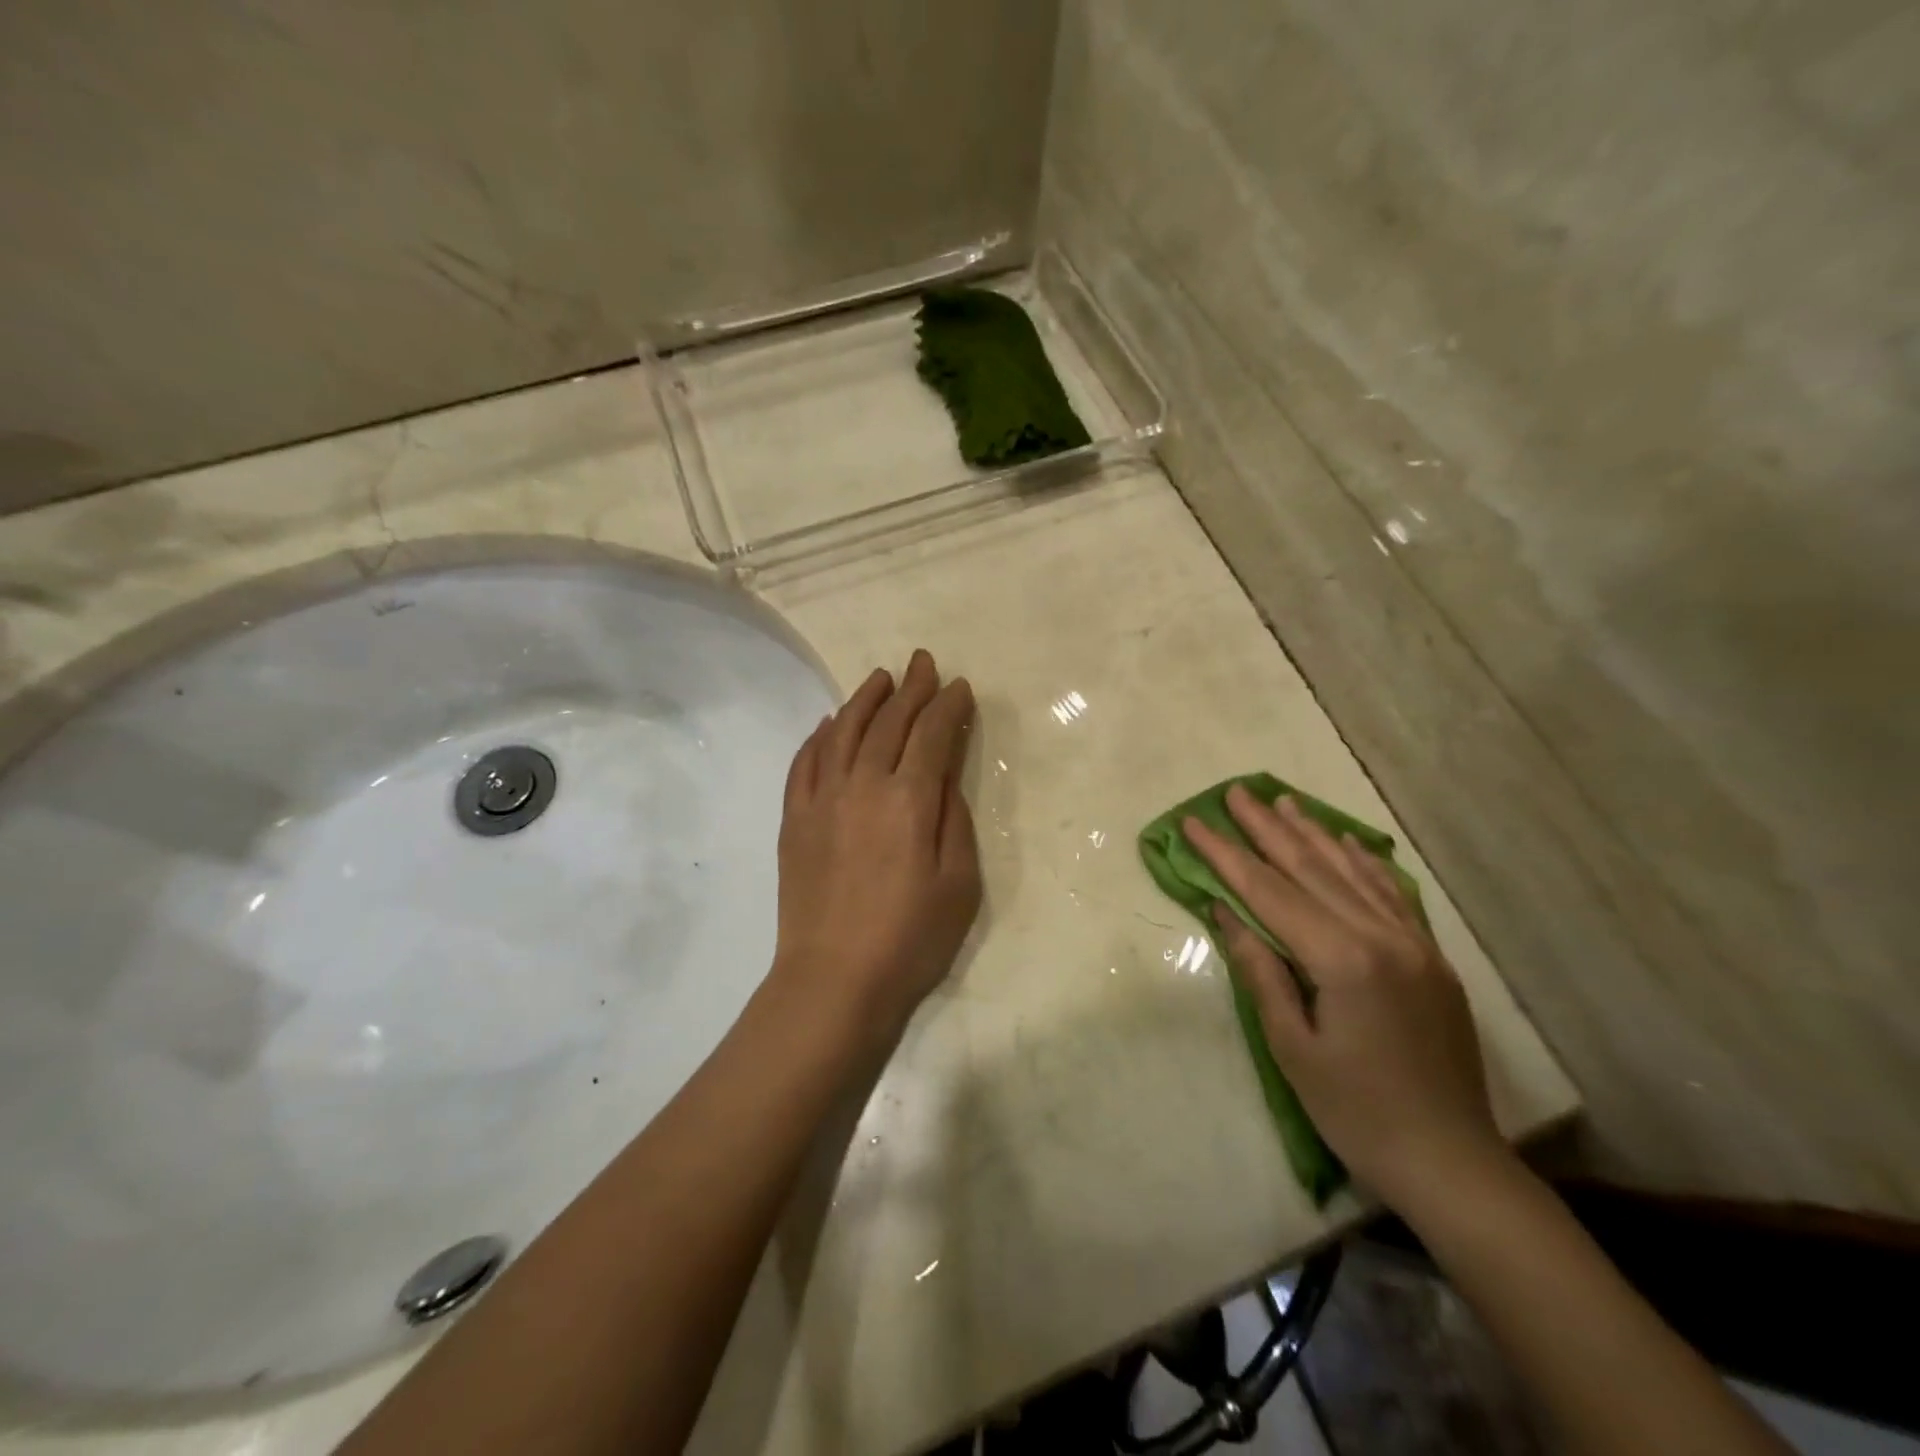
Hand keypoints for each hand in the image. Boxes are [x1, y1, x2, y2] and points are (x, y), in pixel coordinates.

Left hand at [771, 650, 981, 1049]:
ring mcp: (822, 800)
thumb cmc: (910, 939)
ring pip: (843, 732)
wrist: (833, 980)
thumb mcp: (959, 884)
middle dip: (911, 689)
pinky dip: (819, 736)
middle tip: (924, 663)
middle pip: (889, 723)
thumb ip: (954, 820)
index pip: (932, 735)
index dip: (949, 706)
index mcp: (909, 800)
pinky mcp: (794, 819)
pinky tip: (828, 724)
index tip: (960, 686)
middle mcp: (863, 785)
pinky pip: (805, 763)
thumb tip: (944, 775)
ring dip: (864, 700)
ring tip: (880, 678)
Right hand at [1184, 785, 1506, 1212]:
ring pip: (1352, 872)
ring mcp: (1413, 943)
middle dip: (1266, 829)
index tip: (1194, 823)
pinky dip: (1365, 862)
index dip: (1226, 855)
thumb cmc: (1355, 1111)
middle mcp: (1382, 937)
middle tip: (1234, 792)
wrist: (1450, 1162)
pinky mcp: (1431, 957)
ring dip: (1313, 834)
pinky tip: (1348, 841)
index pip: (1269, 892)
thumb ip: (1260, 970)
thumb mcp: (1292, 1046)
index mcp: (1343, 960)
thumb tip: (1225, 911)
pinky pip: (1394, 894)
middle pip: (1311, 869)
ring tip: (1282, 801)